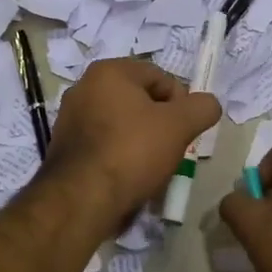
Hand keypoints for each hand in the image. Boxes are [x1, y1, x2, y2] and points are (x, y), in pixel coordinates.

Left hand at [44, 59, 219, 231]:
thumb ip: (202, 108)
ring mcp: (70, 118)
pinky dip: (120, 155)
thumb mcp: (179, 126)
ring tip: (151, 167)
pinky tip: (128, 176)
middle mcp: (84, 87)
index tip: (185, 131)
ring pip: (122, 123)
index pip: (161, 77)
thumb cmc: (132, 152)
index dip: (182, 103)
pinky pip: (104, 143)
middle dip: (161, 123)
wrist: (81, 200)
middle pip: (140, 100)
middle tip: (171, 150)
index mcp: (109, 71)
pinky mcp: (64, 147)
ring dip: (141, 141)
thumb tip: (208, 104)